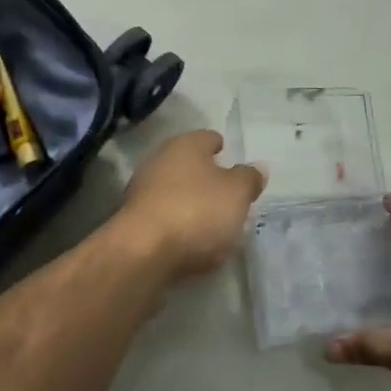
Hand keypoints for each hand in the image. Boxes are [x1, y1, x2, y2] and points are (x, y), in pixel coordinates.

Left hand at [118, 130, 265, 286]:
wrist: (144, 252)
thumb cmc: (197, 211)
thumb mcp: (237, 194)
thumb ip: (249, 178)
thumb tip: (257, 167)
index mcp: (186, 144)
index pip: (209, 138)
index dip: (223, 149)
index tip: (235, 163)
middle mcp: (160, 160)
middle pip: (190, 164)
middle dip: (207, 178)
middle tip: (229, 195)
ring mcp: (142, 190)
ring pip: (175, 190)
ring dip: (191, 202)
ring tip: (213, 223)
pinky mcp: (134, 221)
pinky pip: (164, 216)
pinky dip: (177, 224)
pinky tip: (191, 240)